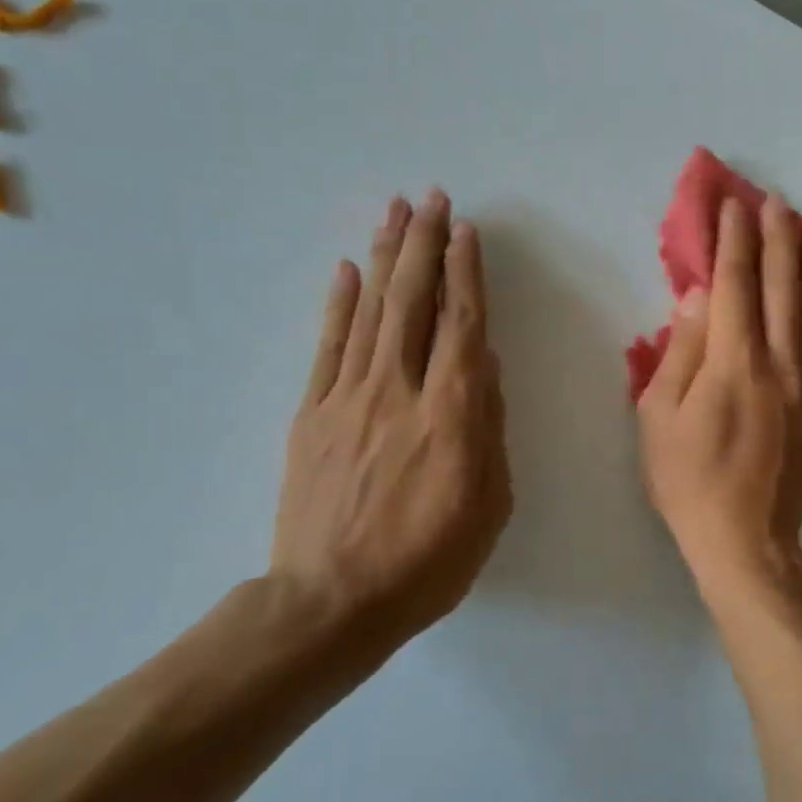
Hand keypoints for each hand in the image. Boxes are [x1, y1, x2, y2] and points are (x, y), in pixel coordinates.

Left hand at [269, 189, 511, 655]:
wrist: (331, 603)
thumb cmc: (428, 560)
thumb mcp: (489, 503)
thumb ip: (489, 426)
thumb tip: (485, 366)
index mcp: (451, 412)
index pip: (462, 324)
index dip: (466, 272)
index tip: (466, 231)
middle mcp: (400, 390)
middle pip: (413, 302)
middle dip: (424, 244)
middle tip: (431, 198)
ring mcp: (349, 398)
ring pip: (371, 311)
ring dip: (386, 258)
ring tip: (395, 212)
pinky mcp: (312, 414)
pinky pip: (328, 347)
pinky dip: (339, 304)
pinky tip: (348, 270)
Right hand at [636, 194, 801, 598]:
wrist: (748, 538)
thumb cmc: (690, 479)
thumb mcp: (659, 416)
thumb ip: (682, 350)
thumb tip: (700, 296)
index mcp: (734, 361)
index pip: (736, 282)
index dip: (734, 239)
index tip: (733, 205)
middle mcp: (782, 361)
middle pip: (783, 284)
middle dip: (779, 237)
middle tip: (776, 201)